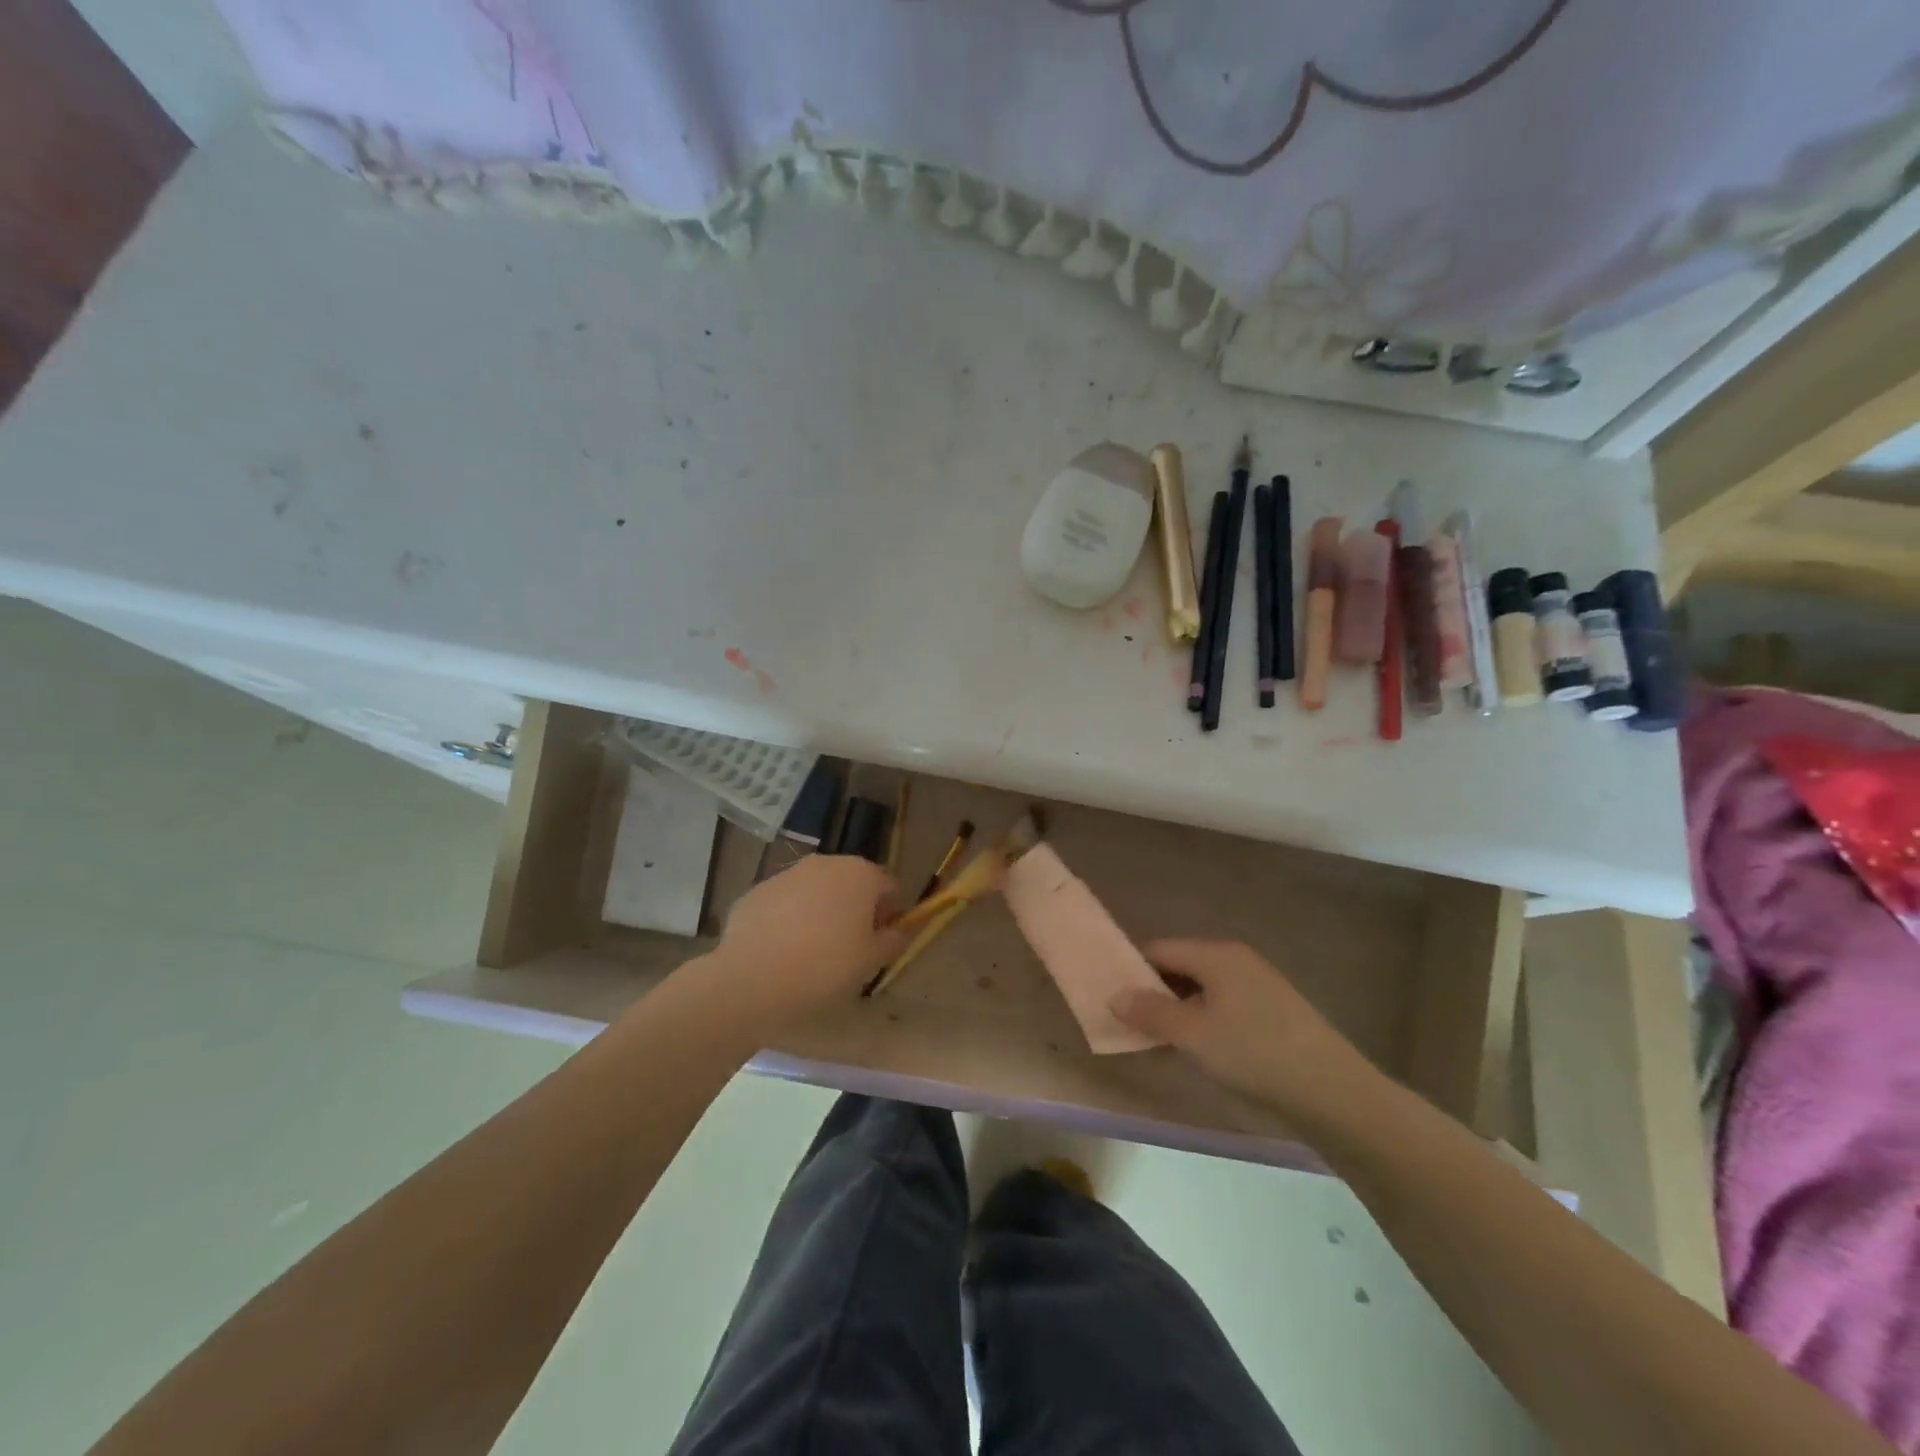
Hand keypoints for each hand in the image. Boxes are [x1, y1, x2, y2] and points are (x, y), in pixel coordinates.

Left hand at [699, 856, 906, 1026]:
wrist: (752, 981)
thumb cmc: (825, 968)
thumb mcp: (871, 961)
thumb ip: (893, 940)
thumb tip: (898, 931)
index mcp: (860, 874)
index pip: (888, 887)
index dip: (888, 915)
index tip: (878, 943)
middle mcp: (824, 863)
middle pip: (850, 883)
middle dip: (853, 909)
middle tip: (847, 949)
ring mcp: (786, 874)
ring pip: (815, 891)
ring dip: (820, 912)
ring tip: (811, 952)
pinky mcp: (756, 891)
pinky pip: (783, 903)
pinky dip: (787, 920)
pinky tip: (781, 952)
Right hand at [1110, 940, 1377, 1126]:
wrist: (1333, 1092)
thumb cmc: (1254, 1052)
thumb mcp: (1192, 1034)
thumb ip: (1150, 1013)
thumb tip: (1114, 996)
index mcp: (1216, 954)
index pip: (1159, 949)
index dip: (1131, 970)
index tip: (1110, 996)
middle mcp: (1236, 960)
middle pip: (1180, 967)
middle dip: (1153, 993)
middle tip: (1128, 1022)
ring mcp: (1258, 985)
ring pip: (1202, 990)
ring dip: (1177, 1011)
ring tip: (1155, 1040)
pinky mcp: (1273, 1012)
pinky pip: (1223, 1007)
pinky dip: (1202, 1022)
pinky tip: (1196, 1049)